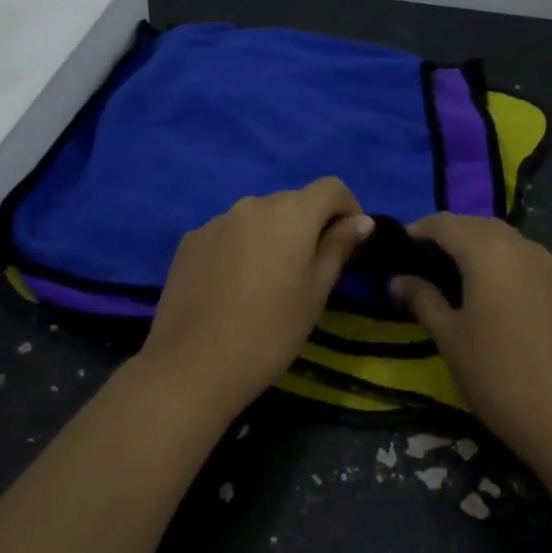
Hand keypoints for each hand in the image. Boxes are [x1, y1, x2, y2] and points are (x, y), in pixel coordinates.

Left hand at [138, 178, 374, 420]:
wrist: (193, 365)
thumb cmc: (270, 332)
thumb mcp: (316, 293)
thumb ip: (338, 248)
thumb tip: (360, 221)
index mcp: (290, 213)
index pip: (331, 187)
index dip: (348, 208)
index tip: (350, 243)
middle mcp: (252, 204)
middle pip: (293, 201)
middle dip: (309, 225)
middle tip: (311, 271)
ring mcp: (216, 220)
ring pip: (257, 218)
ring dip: (272, 237)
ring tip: (268, 283)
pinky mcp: (190, 240)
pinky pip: (228, 233)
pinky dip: (240, 248)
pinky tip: (233, 287)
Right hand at [392, 214, 551, 468]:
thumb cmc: (497, 374)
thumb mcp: (449, 336)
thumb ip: (422, 299)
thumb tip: (396, 280)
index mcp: (487, 251)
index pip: (443, 223)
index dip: (416, 230)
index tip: (394, 251)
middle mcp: (518, 245)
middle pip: (473, 224)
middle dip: (444, 235)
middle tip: (417, 263)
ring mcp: (544, 264)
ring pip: (499, 237)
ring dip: (471, 244)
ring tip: (445, 274)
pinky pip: (517, 254)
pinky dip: (494, 258)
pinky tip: (481, 288)